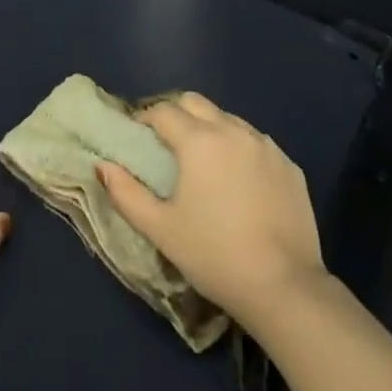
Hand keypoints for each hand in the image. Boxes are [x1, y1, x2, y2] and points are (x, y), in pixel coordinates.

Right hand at [97, 92, 325, 330]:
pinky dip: (241, 150)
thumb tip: (102, 166)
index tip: (138, 135)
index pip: (164, 111)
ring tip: (204, 162)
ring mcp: (266, 146)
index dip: (146, 118)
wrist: (285, 288)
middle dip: (177, 113)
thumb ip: (126, 193)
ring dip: (210, 129)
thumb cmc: (215, 255)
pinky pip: (257, 144)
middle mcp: (232, 130)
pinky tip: (240, 182)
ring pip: (229, 120)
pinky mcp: (289, 166)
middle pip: (196, 102)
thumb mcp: (161, 229)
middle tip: (167, 142)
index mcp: (198, 140)